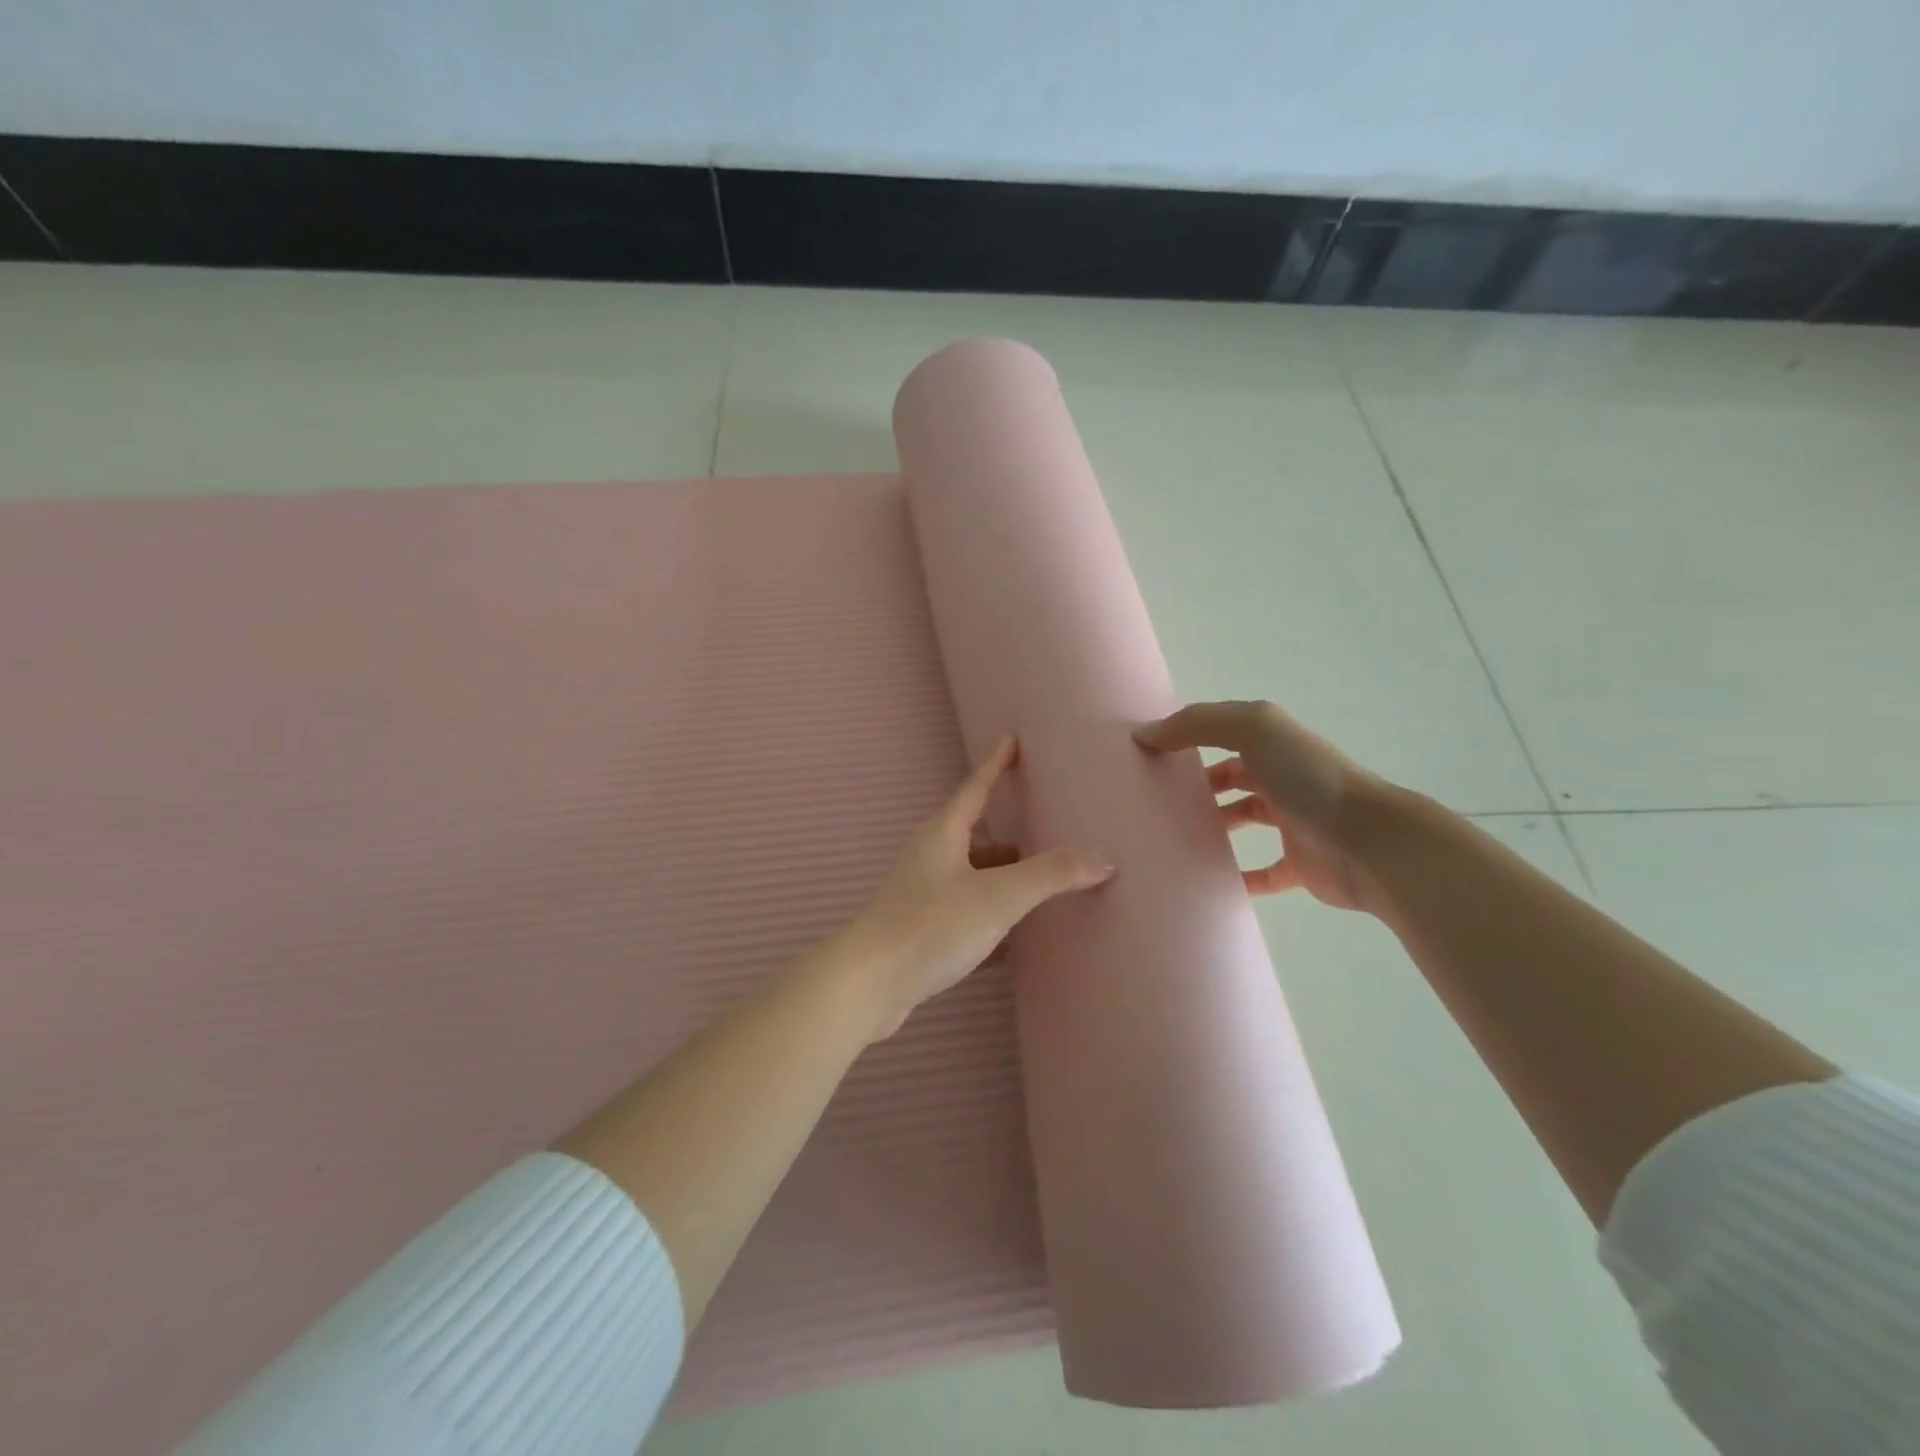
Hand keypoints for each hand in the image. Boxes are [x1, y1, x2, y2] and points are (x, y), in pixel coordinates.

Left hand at [833, 736, 1113, 1039]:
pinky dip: (989, 920)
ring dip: (1000, 882)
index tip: (1012, 740)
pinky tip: (1013, 943)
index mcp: (942, 835)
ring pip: (970, 878)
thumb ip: (1051, 875)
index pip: (975, 787)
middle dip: (1009, 839)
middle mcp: (928, 858)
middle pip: (975, 837)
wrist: (868, 986)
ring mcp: (920, 896)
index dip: (996, 764)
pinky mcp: (918, 932)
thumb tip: (1103, 857)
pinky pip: (964, 915)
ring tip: (1037, 894)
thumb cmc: (931, 926)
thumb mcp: (998, 896)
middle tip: (1046, 839)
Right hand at [1135, 700, 1384, 911]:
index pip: (1222, 733)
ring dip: (1214, 827)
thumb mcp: (1252, 729)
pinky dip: (1238, 877)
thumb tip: (1146, 735)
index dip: (1187, 738)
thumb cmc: (1308, 778)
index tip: (1149, 756)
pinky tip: (1208, 881)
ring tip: (1173, 836)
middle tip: (1155, 799)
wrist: (1369, 841)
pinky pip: (1262, 873)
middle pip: (1232, 776)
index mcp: (1273, 743)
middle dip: (1198, 784)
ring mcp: (1293, 822)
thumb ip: (1197, 724)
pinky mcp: (1300, 865)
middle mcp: (1283, 777)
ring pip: (1245, 820)